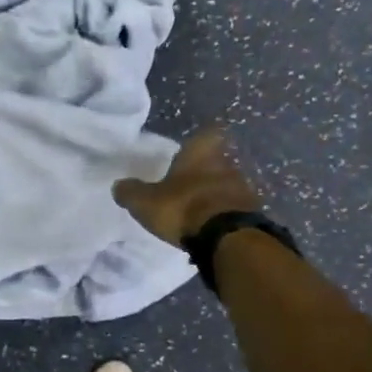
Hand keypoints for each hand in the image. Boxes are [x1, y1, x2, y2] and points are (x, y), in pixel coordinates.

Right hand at [113, 127, 262, 245]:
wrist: (226, 238)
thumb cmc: (183, 208)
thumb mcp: (145, 202)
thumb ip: (131, 192)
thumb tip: (119, 185)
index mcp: (201, 153)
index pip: (207, 133)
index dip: (201, 140)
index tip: (192, 150)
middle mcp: (226, 163)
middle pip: (218, 160)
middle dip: (206, 171)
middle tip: (189, 185)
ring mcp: (244, 188)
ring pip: (229, 184)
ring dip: (217, 194)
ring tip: (201, 211)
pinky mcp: (253, 213)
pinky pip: (237, 208)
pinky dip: (227, 214)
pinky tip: (214, 228)